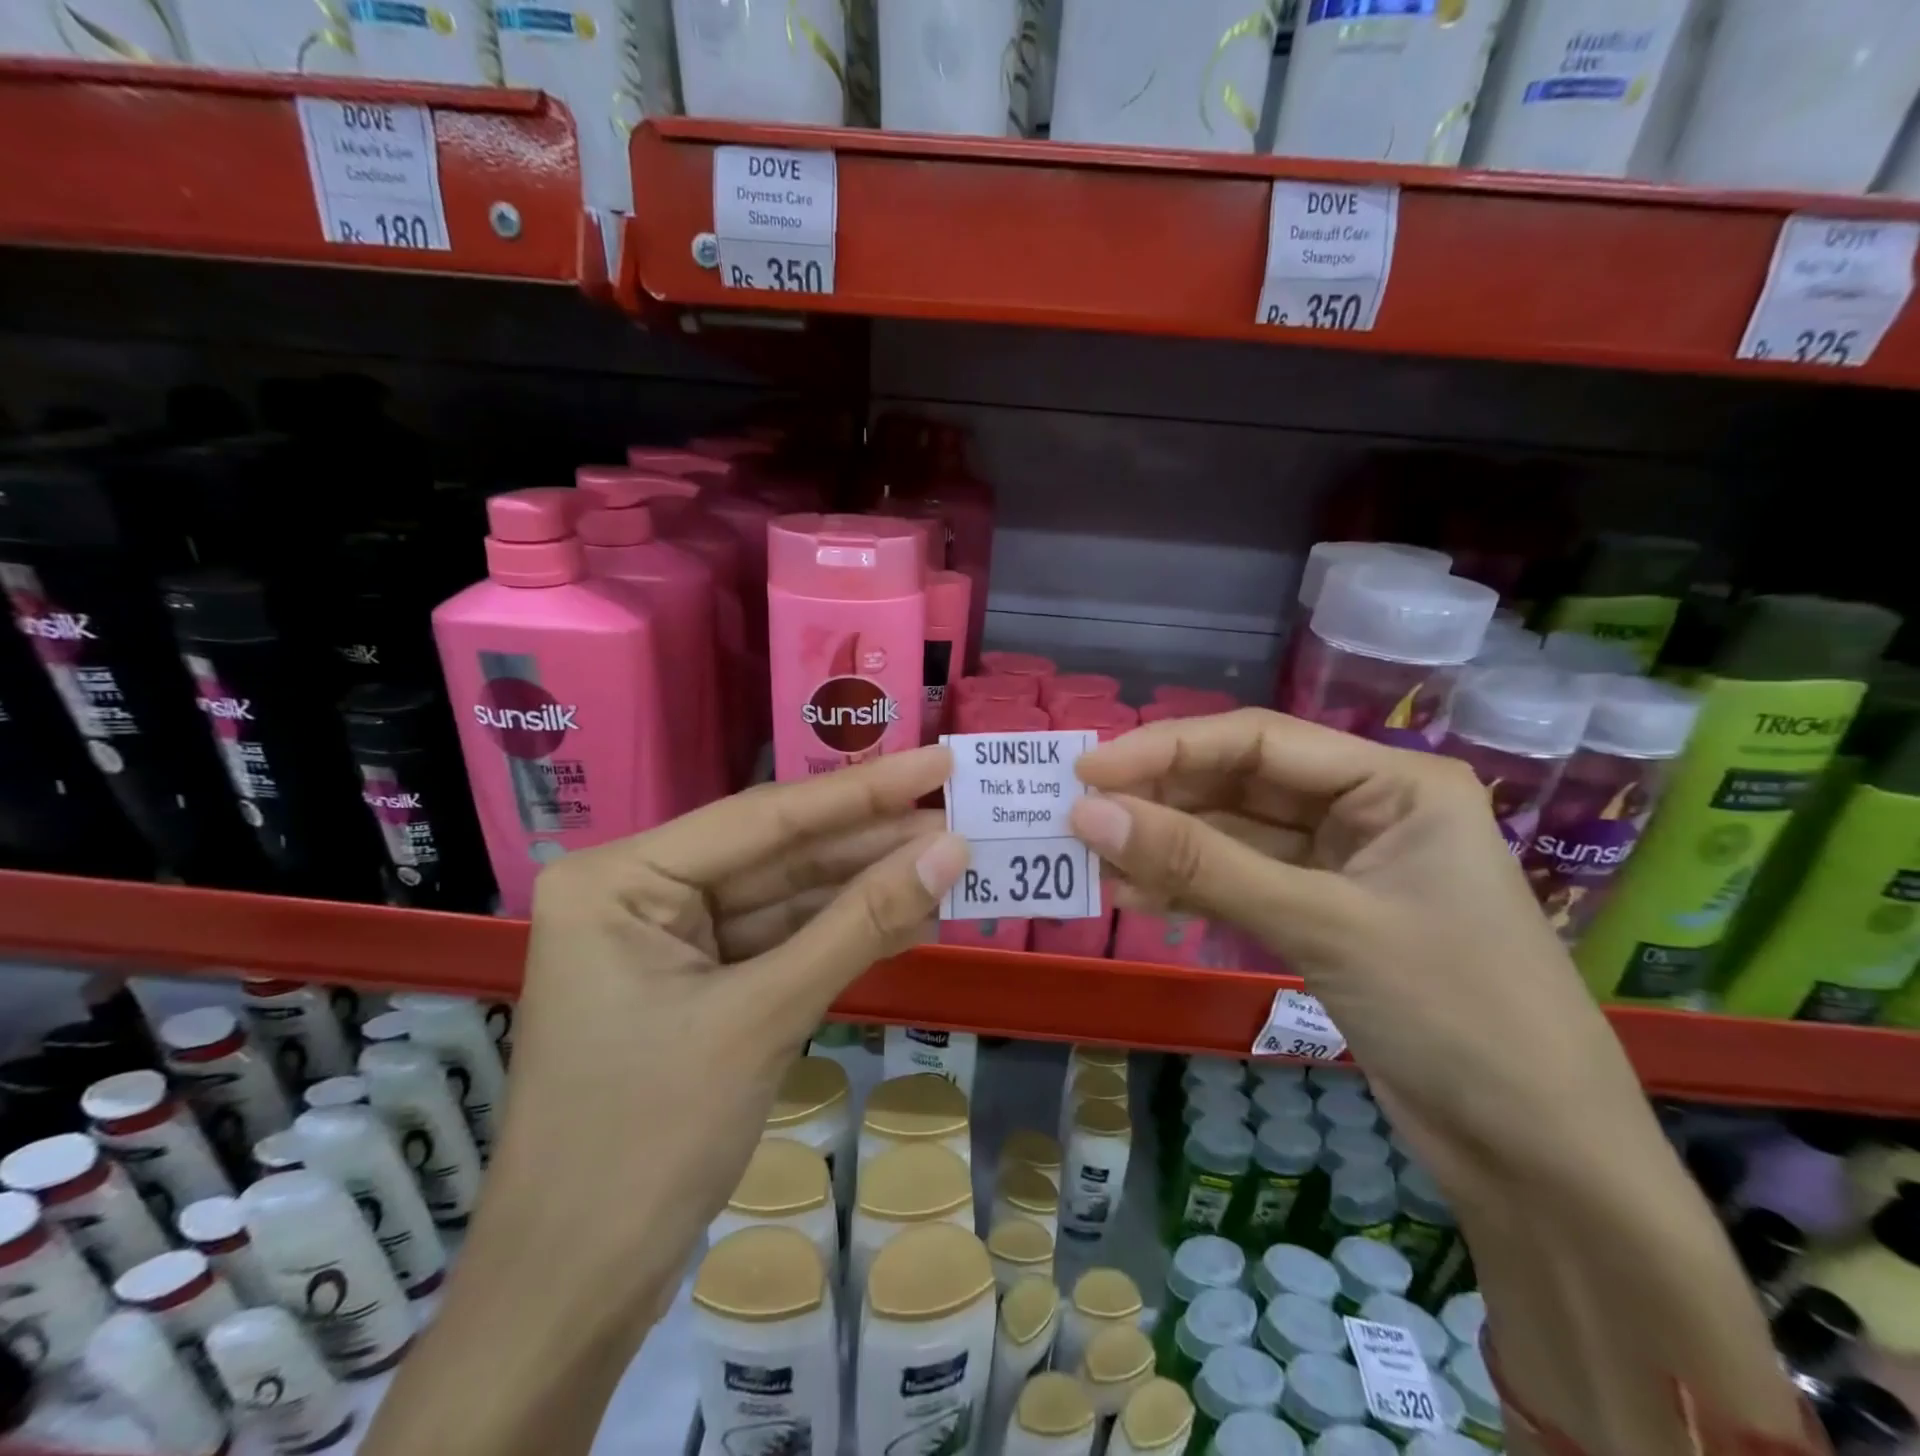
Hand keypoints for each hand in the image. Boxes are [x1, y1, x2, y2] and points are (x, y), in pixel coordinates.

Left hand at [482, 746, 968, 1334]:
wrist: (578, 1291)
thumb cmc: (647, 1141)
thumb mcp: (763, 1017)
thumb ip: (859, 924)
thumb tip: (950, 850)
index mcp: (622, 878)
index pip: (765, 819)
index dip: (862, 790)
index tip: (937, 760)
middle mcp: (643, 892)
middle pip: (779, 854)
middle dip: (871, 843)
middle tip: (960, 815)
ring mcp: (672, 941)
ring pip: (788, 899)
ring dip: (867, 887)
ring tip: (951, 861)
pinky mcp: (702, 984)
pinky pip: (783, 942)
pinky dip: (844, 933)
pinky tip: (910, 912)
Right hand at [1065, 709, 1658, 1206]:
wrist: (1542, 1161)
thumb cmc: (1456, 1014)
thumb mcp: (1320, 925)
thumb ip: (1201, 864)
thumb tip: (1088, 814)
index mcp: (1394, 781)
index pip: (1258, 740)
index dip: (1166, 749)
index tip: (1088, 772)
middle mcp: (1367, 808)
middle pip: (1240, 783)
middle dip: (1160, 799)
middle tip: (1078, 817)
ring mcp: (1344, 864)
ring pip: (1233, 835)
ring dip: (1166, 846)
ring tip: (1093, 860)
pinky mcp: (1324, 914)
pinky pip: (1242, 882)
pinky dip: (1191, 886)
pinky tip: (1135, 894)